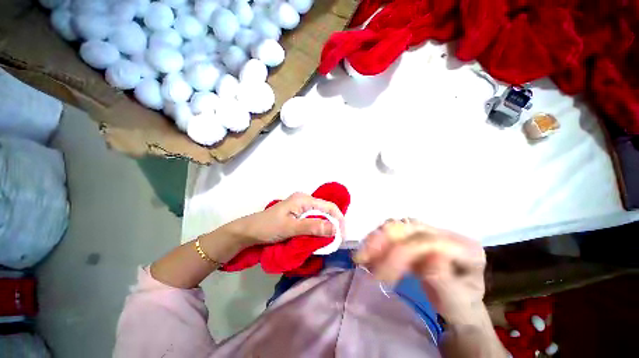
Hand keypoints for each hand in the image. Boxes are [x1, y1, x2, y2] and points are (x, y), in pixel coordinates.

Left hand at [229, 192, 345, 245]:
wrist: (248, 232)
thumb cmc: (268, 227)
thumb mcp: (290, 228)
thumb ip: (312, 227)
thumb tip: (335, 229)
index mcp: (304, 199)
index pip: (329, 207)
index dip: (339, 220)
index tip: (342, 237)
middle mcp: (304, 201)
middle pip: (325, 211)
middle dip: (333, 226)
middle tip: (336, 242)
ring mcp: (300, 208)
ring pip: (319, 217)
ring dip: (325, 229)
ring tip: (329, 242)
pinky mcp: (297, 216)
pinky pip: (312, 222)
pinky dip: (317, 230)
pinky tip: (318, 238)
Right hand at [354, 219, 486, 324]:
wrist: (454, 305)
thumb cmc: (459, 307)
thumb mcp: (458, 303)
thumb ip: (446, 283)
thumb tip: (430, 260)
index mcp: (464, 247)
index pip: (429, 240)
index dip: (403, 252)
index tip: (383, 275)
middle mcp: (444, 233)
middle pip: (409, 227)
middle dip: (384, 241)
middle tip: (362, 259)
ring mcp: (427, 232)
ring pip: (397, 226)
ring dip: (376, 239)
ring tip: (361, 257)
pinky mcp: (413, 236)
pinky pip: (391, 233)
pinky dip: (376, 242)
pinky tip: (367, 253)